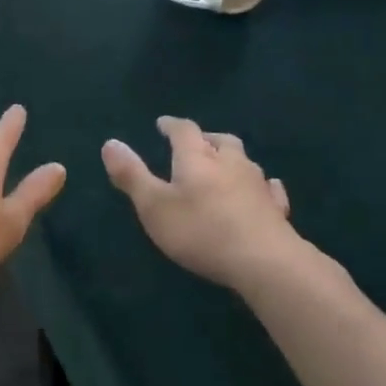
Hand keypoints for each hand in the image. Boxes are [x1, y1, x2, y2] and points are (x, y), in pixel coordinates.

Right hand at [101, 116, 304, 290]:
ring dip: (231, 159)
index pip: (184, 130)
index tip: (162, 124)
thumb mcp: (153, 205)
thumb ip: (131, 175)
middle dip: (205, 138)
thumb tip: (110, 142)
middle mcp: (230, 163)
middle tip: (195, 144)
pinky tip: (263, 190)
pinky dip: (261, 185)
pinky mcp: (276, 208)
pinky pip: (269, 188)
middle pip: (219, 140)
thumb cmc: (200, 231)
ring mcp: (257, 184)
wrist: (264, 261)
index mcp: (197, 158)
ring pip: (244, 161)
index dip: (171, 125)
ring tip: (222, 166)